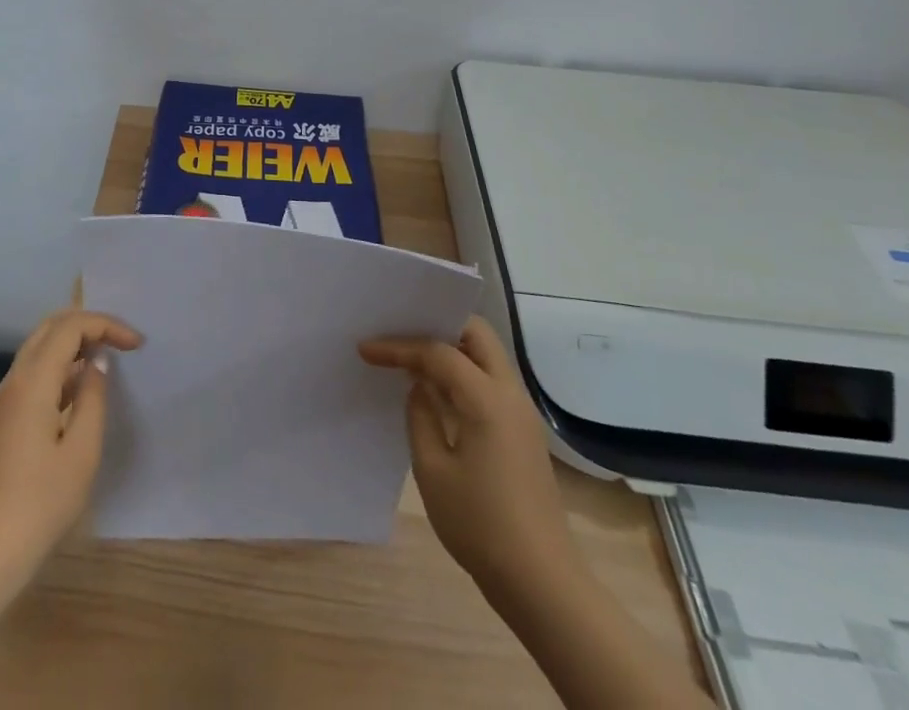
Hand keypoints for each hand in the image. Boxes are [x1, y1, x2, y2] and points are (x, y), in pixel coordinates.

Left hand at [0, 309, 141, 585]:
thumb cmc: (40, 505)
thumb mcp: (82, 452)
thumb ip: (93, 398)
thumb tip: (97, 362)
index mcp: (33, 381)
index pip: (70, 326)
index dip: (106, 325)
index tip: (136, 344)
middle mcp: (14, 380)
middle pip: (50, 327)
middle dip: (88, 324)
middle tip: (121, 340)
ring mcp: (5, 400)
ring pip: (40, 348)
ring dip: (74, 343)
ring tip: (107, 358)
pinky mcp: (3, 419)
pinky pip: (34, 372)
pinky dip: (61, 365)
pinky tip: (81, 389)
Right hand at [359, 317, 574, 593]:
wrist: (543, 584)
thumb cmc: (481, 525)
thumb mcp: (433, 470)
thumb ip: (420, 416)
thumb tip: (419, 388)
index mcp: (487, 398)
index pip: (438, 352)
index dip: (399, 347)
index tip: (366, 349)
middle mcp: (510, 394)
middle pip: (476, 334)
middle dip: (437, 325)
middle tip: (402, 336)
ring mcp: (522, 413)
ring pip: (487, 355)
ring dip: (452, 348)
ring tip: (414, 359)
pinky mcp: (524, 432)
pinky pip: (492, 381)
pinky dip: (464, 372)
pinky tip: (438, 392)